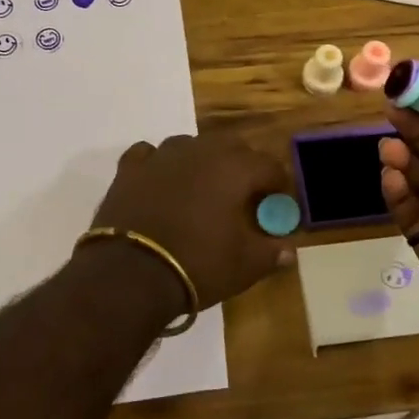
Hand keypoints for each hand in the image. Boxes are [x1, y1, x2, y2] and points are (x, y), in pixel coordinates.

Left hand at [91, 133, 293, 308]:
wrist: (130, 272)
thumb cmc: (197, 264)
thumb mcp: (244, 266)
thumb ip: (270, 252)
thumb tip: (288, 250)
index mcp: (234, 168)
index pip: (269, 166)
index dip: (278, 185)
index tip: (278, 204)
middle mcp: (200, 150)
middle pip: (232, 146)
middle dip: (243, 166)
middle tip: (243, 196)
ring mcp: (162, 155)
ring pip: (191, 145)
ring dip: (202, 161)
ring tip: (202, 188)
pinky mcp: (130, 167)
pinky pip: (151, 154)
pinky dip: (161, 165)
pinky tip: (161, 182)